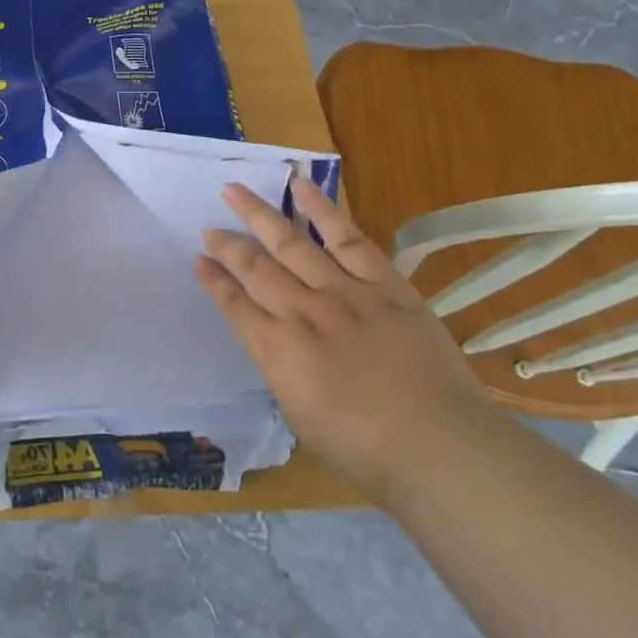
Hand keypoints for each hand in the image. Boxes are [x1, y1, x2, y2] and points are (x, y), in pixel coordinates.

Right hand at [195, 179, 493, 507]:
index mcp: (276, 350)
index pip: (234, 304)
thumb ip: (281, 369)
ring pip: (291, 242)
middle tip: (210, 227)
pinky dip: (323, 211)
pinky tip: (301, 188)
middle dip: (227, 245)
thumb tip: (275, 343)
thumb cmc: (364, 449)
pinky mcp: (384, 284)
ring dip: (259, 215)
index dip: (213, 280)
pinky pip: (348, 239)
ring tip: (235, 190)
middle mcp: (301, 312)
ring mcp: (343, 293)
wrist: (439, 447)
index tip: (198, 260)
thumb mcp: (299, 415)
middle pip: (255, 267)